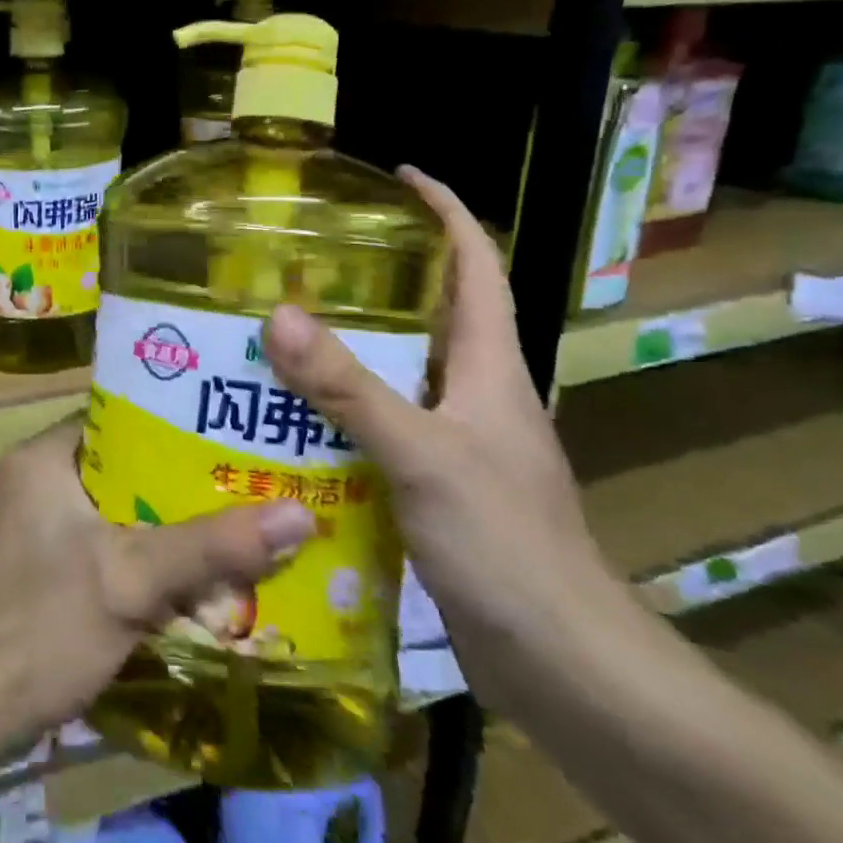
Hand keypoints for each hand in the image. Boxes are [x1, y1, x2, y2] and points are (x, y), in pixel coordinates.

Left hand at [0, 418, 315, 745]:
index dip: (176, 421)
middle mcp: (32, 477)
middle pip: (120, 464)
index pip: (119, 416)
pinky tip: (183, 574)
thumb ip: (213, 547)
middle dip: (178, 480)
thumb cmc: (42, 626)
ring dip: (161, 521)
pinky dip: (135, 551)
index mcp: (43, 455)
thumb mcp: (133, 581)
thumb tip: (301, 515)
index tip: (231, 432)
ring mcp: (28, 522)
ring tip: (229, 524)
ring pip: (111, 506)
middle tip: (245, 482)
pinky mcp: (32, 561)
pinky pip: (97, 538)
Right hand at [263, 167, 634, 712]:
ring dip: (349, 350)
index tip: (401, 176)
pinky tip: (293, 421)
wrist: (563, 666)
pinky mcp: (438, 486)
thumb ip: (349, 388)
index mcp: (491, 369)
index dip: (446, 213)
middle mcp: (477, 395)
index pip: (477, 267)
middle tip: (305, 262)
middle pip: (431, 316)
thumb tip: (279, 315)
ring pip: (400, 375)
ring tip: (281, 333)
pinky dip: (343, 411)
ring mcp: (459, 443)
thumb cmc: (506, 546)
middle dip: (377, 280)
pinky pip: (383, 426)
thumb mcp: (421, 455)